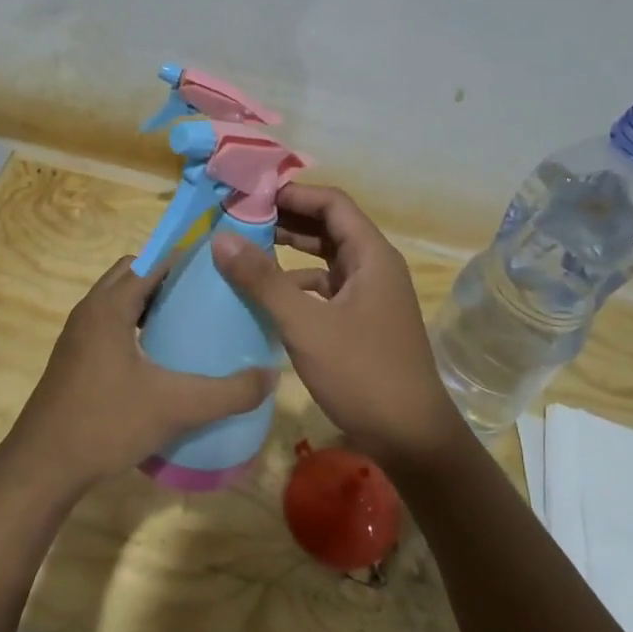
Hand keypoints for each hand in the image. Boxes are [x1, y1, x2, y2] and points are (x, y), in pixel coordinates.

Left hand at [0, 257, 273, 500]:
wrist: (42, 468)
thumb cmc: (105, 423)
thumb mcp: (175, 407)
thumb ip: (228, 393)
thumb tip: (271, 377)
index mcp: (109, 307)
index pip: (150, 261)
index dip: (184, 257)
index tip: (219, 264)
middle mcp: (89, 311)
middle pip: (132, 275)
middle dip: (167, 276)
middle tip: (206, 293)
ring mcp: (77, 336)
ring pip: (118, 301)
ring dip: (149, 302)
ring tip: (189, 321)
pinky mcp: (74, 360)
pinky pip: (110, 325)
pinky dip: (135, 325)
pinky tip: (160, 358)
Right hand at [211, 184, 468, 473]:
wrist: (411, 438)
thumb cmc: (362, 374)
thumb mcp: (306, 325)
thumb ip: (263, 280)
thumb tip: (221, 237)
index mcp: (372, 256)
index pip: (332, 203)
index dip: (294, 193)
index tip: (251, 195)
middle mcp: (374, 268)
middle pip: (329, 227)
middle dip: (287, 219)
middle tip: (241, 218)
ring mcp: (370, 296)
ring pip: (327, 259)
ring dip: (291, 251)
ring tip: (247, 249)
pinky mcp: (362, 321)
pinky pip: (326, 288)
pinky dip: (299, 284)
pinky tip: (269, 296)